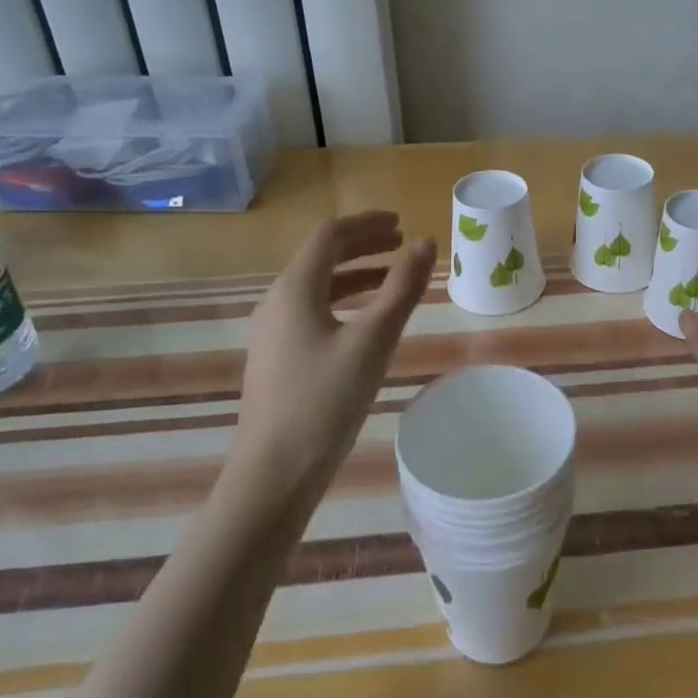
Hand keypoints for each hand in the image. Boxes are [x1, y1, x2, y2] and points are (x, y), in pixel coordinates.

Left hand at [229, 211, 434, 495]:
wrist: (274, 474)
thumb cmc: (325, 401)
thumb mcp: (373, 341)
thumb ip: (401, 288)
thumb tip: (426, 243)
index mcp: (294, 289)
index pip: (330, 235)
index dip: (367, 223)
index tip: (402, 224)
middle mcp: (276, 302)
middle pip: (320, 257)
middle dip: (362, 245)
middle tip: (402, 244)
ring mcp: (272, 332)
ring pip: (316, 286)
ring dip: (355, 273)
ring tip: (391, 277)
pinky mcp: (276, 358)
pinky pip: (312, 311)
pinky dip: (343, 301)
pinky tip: (365, 322)